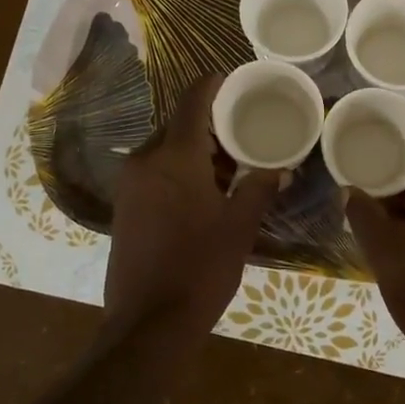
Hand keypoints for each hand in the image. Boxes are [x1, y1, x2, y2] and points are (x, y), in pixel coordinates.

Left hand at [105, 74, 280, 332]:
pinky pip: (155, 171)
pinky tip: (204, 191)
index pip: (193, 100)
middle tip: (245, 132)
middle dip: (211, 124)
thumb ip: (260, 188)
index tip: (236, 80)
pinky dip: (179, 169)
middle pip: (179, 124)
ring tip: (231, 165)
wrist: (148, 323)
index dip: (214, 84)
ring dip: (196, 150)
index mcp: (175, 157)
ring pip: (166, 148)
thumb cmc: (200, 268)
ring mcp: (130, 184)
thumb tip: (280, 168)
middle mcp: (145, 160)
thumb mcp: (240, 226)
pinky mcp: (124, 206)